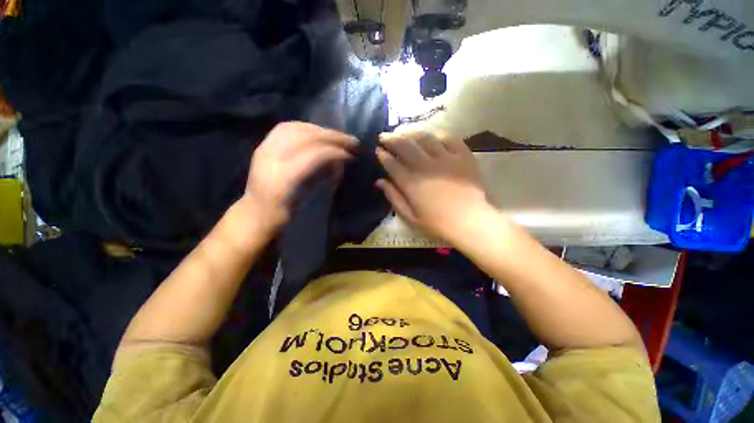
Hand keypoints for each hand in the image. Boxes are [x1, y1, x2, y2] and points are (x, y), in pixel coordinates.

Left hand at [241, 121, 356, 235]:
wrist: (254, 214)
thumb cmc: (283, 215)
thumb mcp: (306, 202)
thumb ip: (321, 179)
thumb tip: (338, 163)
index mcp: (283, 178)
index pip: (314, 155)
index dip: (335, 152)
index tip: (351, 155)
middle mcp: (271, 158)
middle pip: (305, 136)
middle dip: (331, 136)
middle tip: (349, 140)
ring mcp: (264, 149)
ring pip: (295, 128)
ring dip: (319, 130)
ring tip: (335, 136)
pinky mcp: (263, 146)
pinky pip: (285, 129)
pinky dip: (305, 127)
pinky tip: (316, 132)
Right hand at [376, 131, 488, 241]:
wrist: (470, 222)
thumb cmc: (437, 224)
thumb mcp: (410, 217)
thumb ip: (394, 198)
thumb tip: (379, 181)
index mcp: (411, 183)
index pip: (391, 163)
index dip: (382, 155)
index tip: (378, 150)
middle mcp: (425, 166)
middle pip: (405, 145)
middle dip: (391, 139)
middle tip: (384, 136)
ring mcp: (445, 159)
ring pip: (424, 138)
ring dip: (411, 133)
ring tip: (404, 132)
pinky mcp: (463, 156)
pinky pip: (449, 138)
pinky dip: (438, 135)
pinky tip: (432, 137)